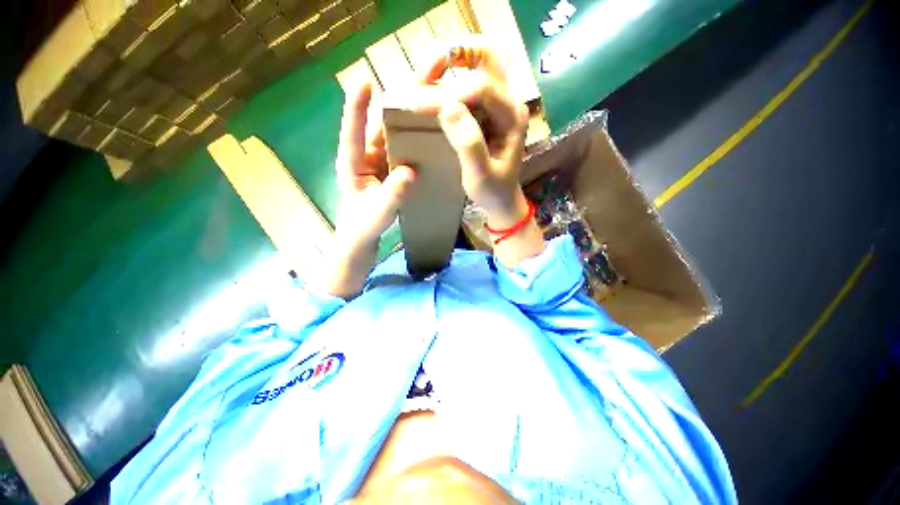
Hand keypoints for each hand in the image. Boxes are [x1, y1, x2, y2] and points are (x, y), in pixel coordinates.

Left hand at [315, 82, 415, 297]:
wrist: (362, 240)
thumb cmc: (362, 227)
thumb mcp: (378, 213)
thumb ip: (392, 194)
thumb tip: (411, 171)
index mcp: (352, 164)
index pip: (353, 132)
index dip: (357, 107)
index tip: (365, 83)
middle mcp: (365, 157)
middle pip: (379, 125)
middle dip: (397, 102)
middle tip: (417, 80)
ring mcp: (380, 163)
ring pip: (394, 135)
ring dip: (410, 118)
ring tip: (431, 99)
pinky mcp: (391, 170)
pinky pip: (403, 150)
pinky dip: (415, 139)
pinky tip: (432, 131)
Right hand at [425, 42, 529, 226]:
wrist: (501, 197)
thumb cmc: (493, 190)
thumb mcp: (480, 175)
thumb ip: (468, 144)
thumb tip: (447, 106)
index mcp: (512, 118)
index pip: (481, 88)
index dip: (448, 93)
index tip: (418, 107)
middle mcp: (509, 101)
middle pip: (487, 54)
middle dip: (453, 54)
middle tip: (425, 72)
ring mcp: (499, 102)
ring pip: (478, 60)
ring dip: (449, 59)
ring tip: (424, 76)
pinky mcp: (488, 108)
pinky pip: (469, 77)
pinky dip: (448, 75)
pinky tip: (431, 87)